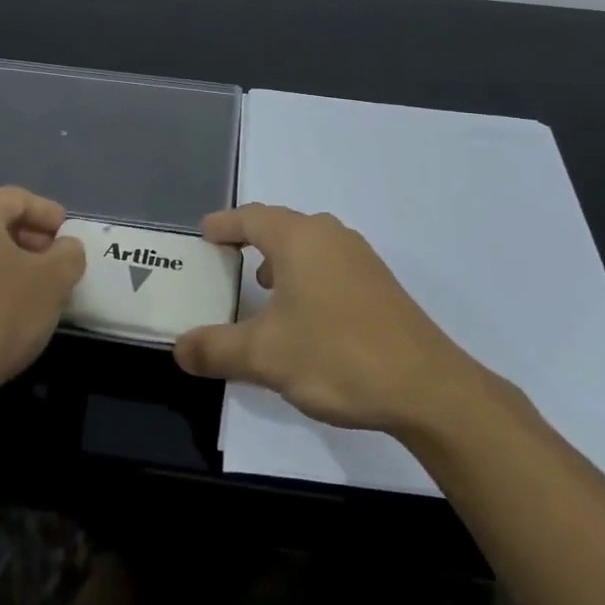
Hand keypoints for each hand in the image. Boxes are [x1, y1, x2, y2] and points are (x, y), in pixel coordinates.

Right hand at [173, 204, 495, 434]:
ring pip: (309, 244)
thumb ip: (216, 349)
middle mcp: (330, 236)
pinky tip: (304, 311)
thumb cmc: (336, 356)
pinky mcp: (379, 284)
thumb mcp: (265, 356)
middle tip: (225, 259)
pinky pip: (329, 263)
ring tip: (261, 285)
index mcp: (299, 239)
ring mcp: (360, 258)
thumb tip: (178, 349)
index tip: (204, 233)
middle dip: (250, 239)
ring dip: (280, 258)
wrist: (426, 387)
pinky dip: (306, 274)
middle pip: (280, 225)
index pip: (250, 217)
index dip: (223, 224)